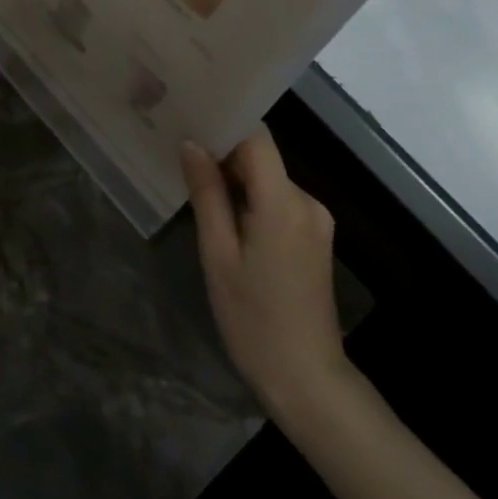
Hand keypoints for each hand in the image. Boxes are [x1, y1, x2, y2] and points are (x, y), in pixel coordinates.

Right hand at [183, 130, 348, 417]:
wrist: (307, 379)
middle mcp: (307, 201)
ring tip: (195, 184)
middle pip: (262, 158)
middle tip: (181, 154)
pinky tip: (225, 216)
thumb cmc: (254, 320)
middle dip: (224, 154)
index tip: (190, 119)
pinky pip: (279, 201)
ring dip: (236, 180)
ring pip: (269, 179)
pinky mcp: (315, 236)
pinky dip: (252, 200)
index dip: (225, 124)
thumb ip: (207, 195)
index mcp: (284, 202)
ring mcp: (316, 219)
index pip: (257, 138)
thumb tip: (192, 145)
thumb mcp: (219, 256)